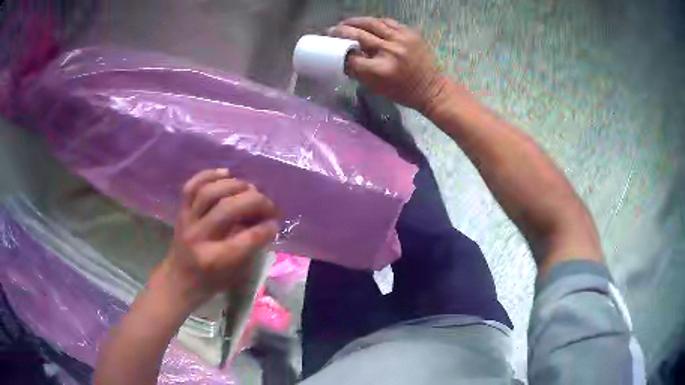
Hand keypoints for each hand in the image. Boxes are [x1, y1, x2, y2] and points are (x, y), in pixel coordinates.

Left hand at [156, 169, 279, 306]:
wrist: (179, 279)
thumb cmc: (210, 281)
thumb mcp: (235, 274)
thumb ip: (251, 248)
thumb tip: (265, 220)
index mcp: (215, 259)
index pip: (246, 238)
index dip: (266, 228)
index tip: (276, 223)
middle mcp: (199, 237)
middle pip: (228, 209)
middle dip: (255, 201)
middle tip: (267, 204)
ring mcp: (187, 221)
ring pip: (209, 192)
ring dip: (234, 185)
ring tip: (248, 188)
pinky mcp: (181, 211)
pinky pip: (192, 185)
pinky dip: (209, 175)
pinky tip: (226, 173)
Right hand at [330, 17, 448, 113]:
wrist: (431, 88)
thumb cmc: (402, 92)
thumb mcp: (376, 88)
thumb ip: (358, 72)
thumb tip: (343, 58)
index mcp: (380, 69)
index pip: (351, 57)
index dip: (338, 52)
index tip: (329, 48)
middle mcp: (389, 50)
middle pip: (357, 35)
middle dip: (340, 31)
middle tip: (330, 30)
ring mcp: (401, 39)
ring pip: (371, 23)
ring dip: (354, 21)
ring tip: (345, 23)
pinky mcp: (410, 32)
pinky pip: (386, 22)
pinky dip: (373, 22)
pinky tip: (366, 24)